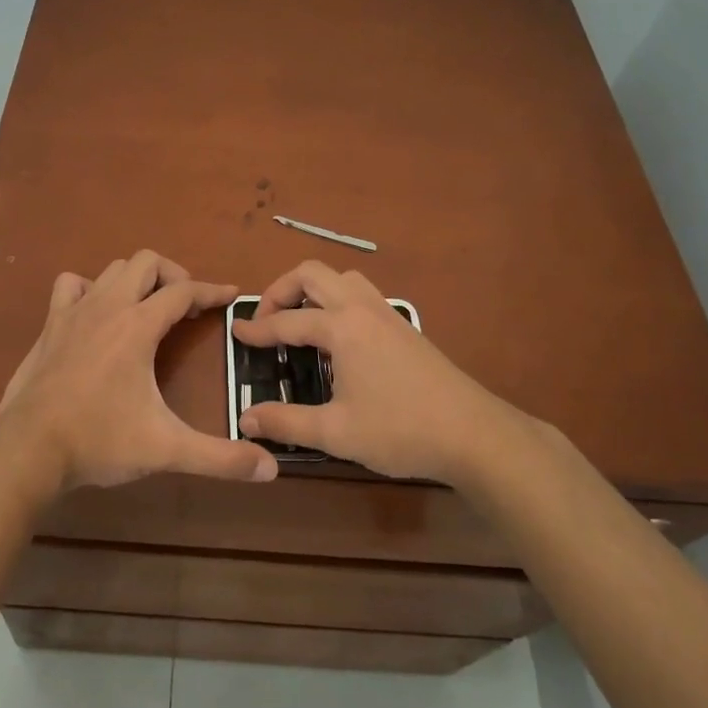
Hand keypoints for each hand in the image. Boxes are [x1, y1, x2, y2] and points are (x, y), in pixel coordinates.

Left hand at [0, 250, 278, 493]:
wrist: (28, 450)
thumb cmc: (99, 441)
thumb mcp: (166, 450)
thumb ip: (220, 458)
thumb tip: (270, 468)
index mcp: (138, 326)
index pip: (184, 292)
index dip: (213, 290)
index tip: (233, 295)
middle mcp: (107, 307)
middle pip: (146, 262)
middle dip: (173, 276)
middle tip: (187, 306)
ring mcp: (74, 312)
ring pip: (111, 269)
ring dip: (135, 280)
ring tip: (148, 308)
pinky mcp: (50, 326)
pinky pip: (71, 286)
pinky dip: (90, 289)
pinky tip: (97, 315)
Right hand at [232, 260, 521, 483]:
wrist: (472, 433)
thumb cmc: (400, 430)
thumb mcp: (336, 432)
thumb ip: (286, 422)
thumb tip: (247, 419)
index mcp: (342, 327)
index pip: (287, 320)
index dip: (257, 328)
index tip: (235, 332)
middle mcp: (362, 308)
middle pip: (312, 274)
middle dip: (281, 290)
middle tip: (267, 320)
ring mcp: (387, 313)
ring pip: (342, 278)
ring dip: (313, 289)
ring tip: (300, 322)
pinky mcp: (404, 326)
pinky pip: (361, 294)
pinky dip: (337, 300)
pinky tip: (337, 338)